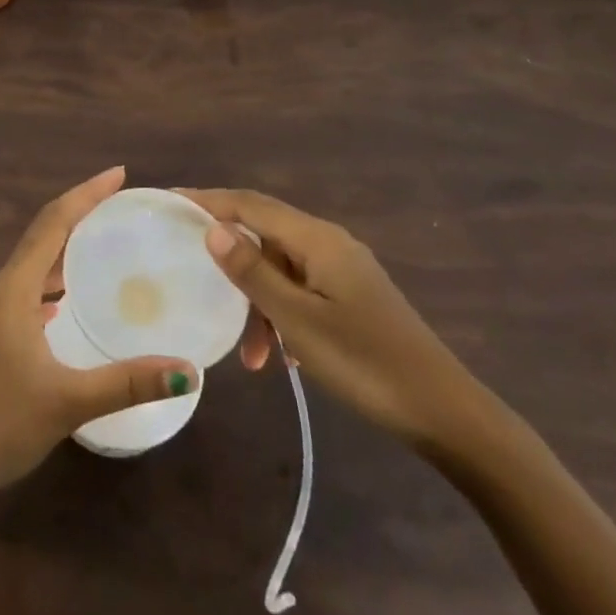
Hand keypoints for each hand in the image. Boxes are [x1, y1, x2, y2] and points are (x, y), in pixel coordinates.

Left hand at [0, 168, 199, 501]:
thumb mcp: (65, 402)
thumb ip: (127, 382)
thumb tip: (189, 371)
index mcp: (11, 289)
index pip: (52, 223)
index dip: (86, 194)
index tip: (119, 174)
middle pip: (41, 239)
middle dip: (80, 218)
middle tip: (122, 209)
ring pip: (31, 269)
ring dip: (64, 254)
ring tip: (104, 248)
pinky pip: (24, 295)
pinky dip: (50, 287)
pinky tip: (67, 305)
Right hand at [183, 188, 482, 449]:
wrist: (446, 414)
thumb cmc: (366, 363)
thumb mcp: (299, 320)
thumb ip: (253, 273)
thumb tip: (213, 228)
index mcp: (317, 240)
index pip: (249, 204)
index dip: (207, 200)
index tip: (168, 201)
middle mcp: (329, 244)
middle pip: (264, 235)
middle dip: (230, 259)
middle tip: (191, 275)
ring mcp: (344, 271)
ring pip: (282, 270)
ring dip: (258, 303)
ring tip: (251, 356)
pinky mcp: (353, 298)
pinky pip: (301, 291)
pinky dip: (282, 315)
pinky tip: (281, 355)